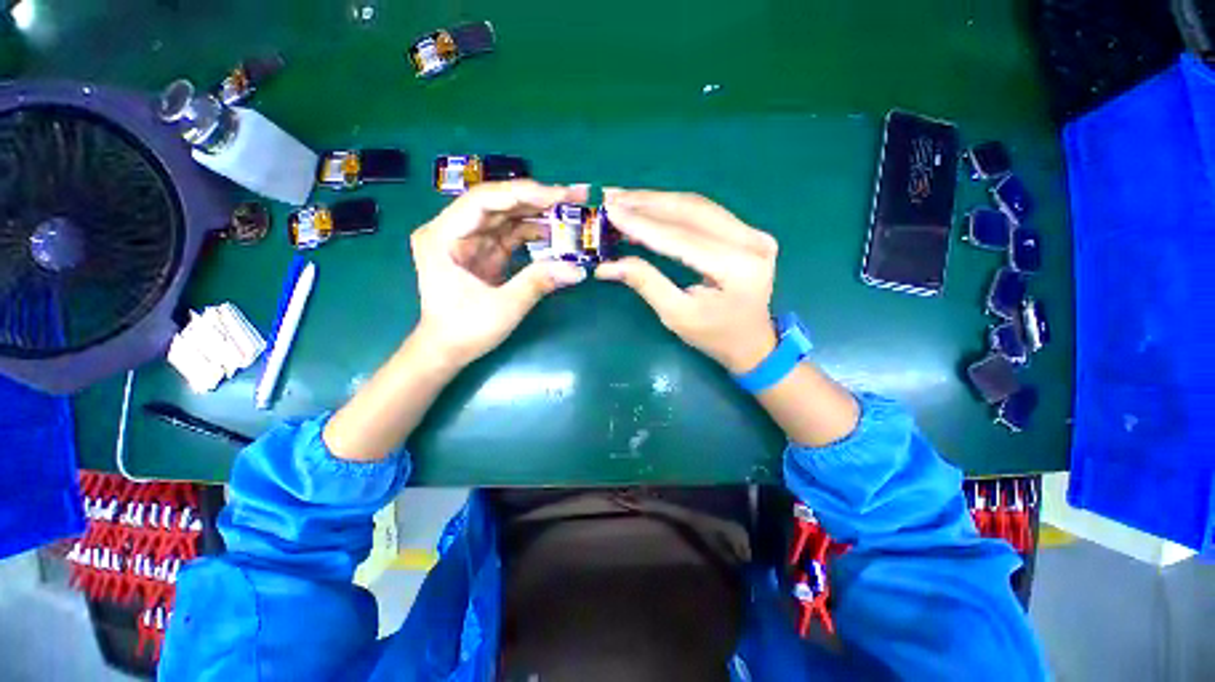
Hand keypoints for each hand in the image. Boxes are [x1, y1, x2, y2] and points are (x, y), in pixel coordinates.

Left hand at [410, 181, 588, 368]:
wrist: (446, 351)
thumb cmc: (464, 330)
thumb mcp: (504, 307)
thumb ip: (539, 282)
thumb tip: (578, 269)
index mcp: (443, 235)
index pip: (485, 200)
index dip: (524, 193)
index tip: (560, 195)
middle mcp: (453, 230)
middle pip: (498, 204)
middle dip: (537, 199)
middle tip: (574, 196)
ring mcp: (469, 241)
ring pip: (507, 217)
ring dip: (538, 214)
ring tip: (571, 212)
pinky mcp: (483, 253)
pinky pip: (510, 235)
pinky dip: (533, 234)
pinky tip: (555, 233)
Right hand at [595, 190, 778, 373]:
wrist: (751, 341)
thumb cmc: (714, 336)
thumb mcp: (677, 316)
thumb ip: (646, 283)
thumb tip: (607, 265)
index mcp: (738, 267)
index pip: (681, 238)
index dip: (642, 225)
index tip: (610, 212)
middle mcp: (751, 241)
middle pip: (690, 211)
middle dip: (646, 203)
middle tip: (611, 196)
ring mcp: (752, 232)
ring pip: (696, 206)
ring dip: (656, 201)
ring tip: (623, 199)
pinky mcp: (746, 231)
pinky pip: (703, 212)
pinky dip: (671, 208)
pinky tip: (647, 208)